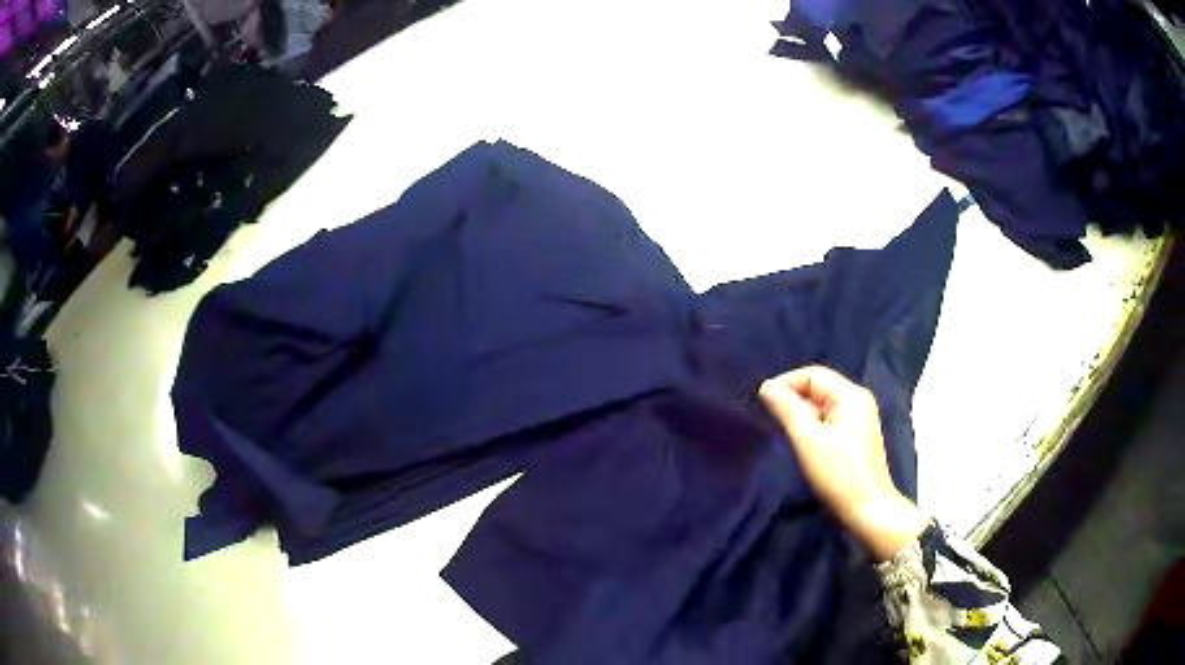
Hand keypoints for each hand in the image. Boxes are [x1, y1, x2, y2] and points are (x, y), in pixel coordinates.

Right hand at [759, 365, 926, 560]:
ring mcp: (859, 419)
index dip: (786, 384)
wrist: (868, 510)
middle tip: (770, 419)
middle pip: (818, 387)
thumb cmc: (839, 474)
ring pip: (822, 405)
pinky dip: (812, 426)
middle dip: (793, 399)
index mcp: (851, 395)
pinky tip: (802, 443)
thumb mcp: (808, 440)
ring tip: (783, 432)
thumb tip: (766, 386)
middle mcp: (858, 400)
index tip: (763, 403)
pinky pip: (828, 420)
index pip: (812, 374)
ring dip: (801, 414)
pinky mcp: (855, 436)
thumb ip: (787, 409)